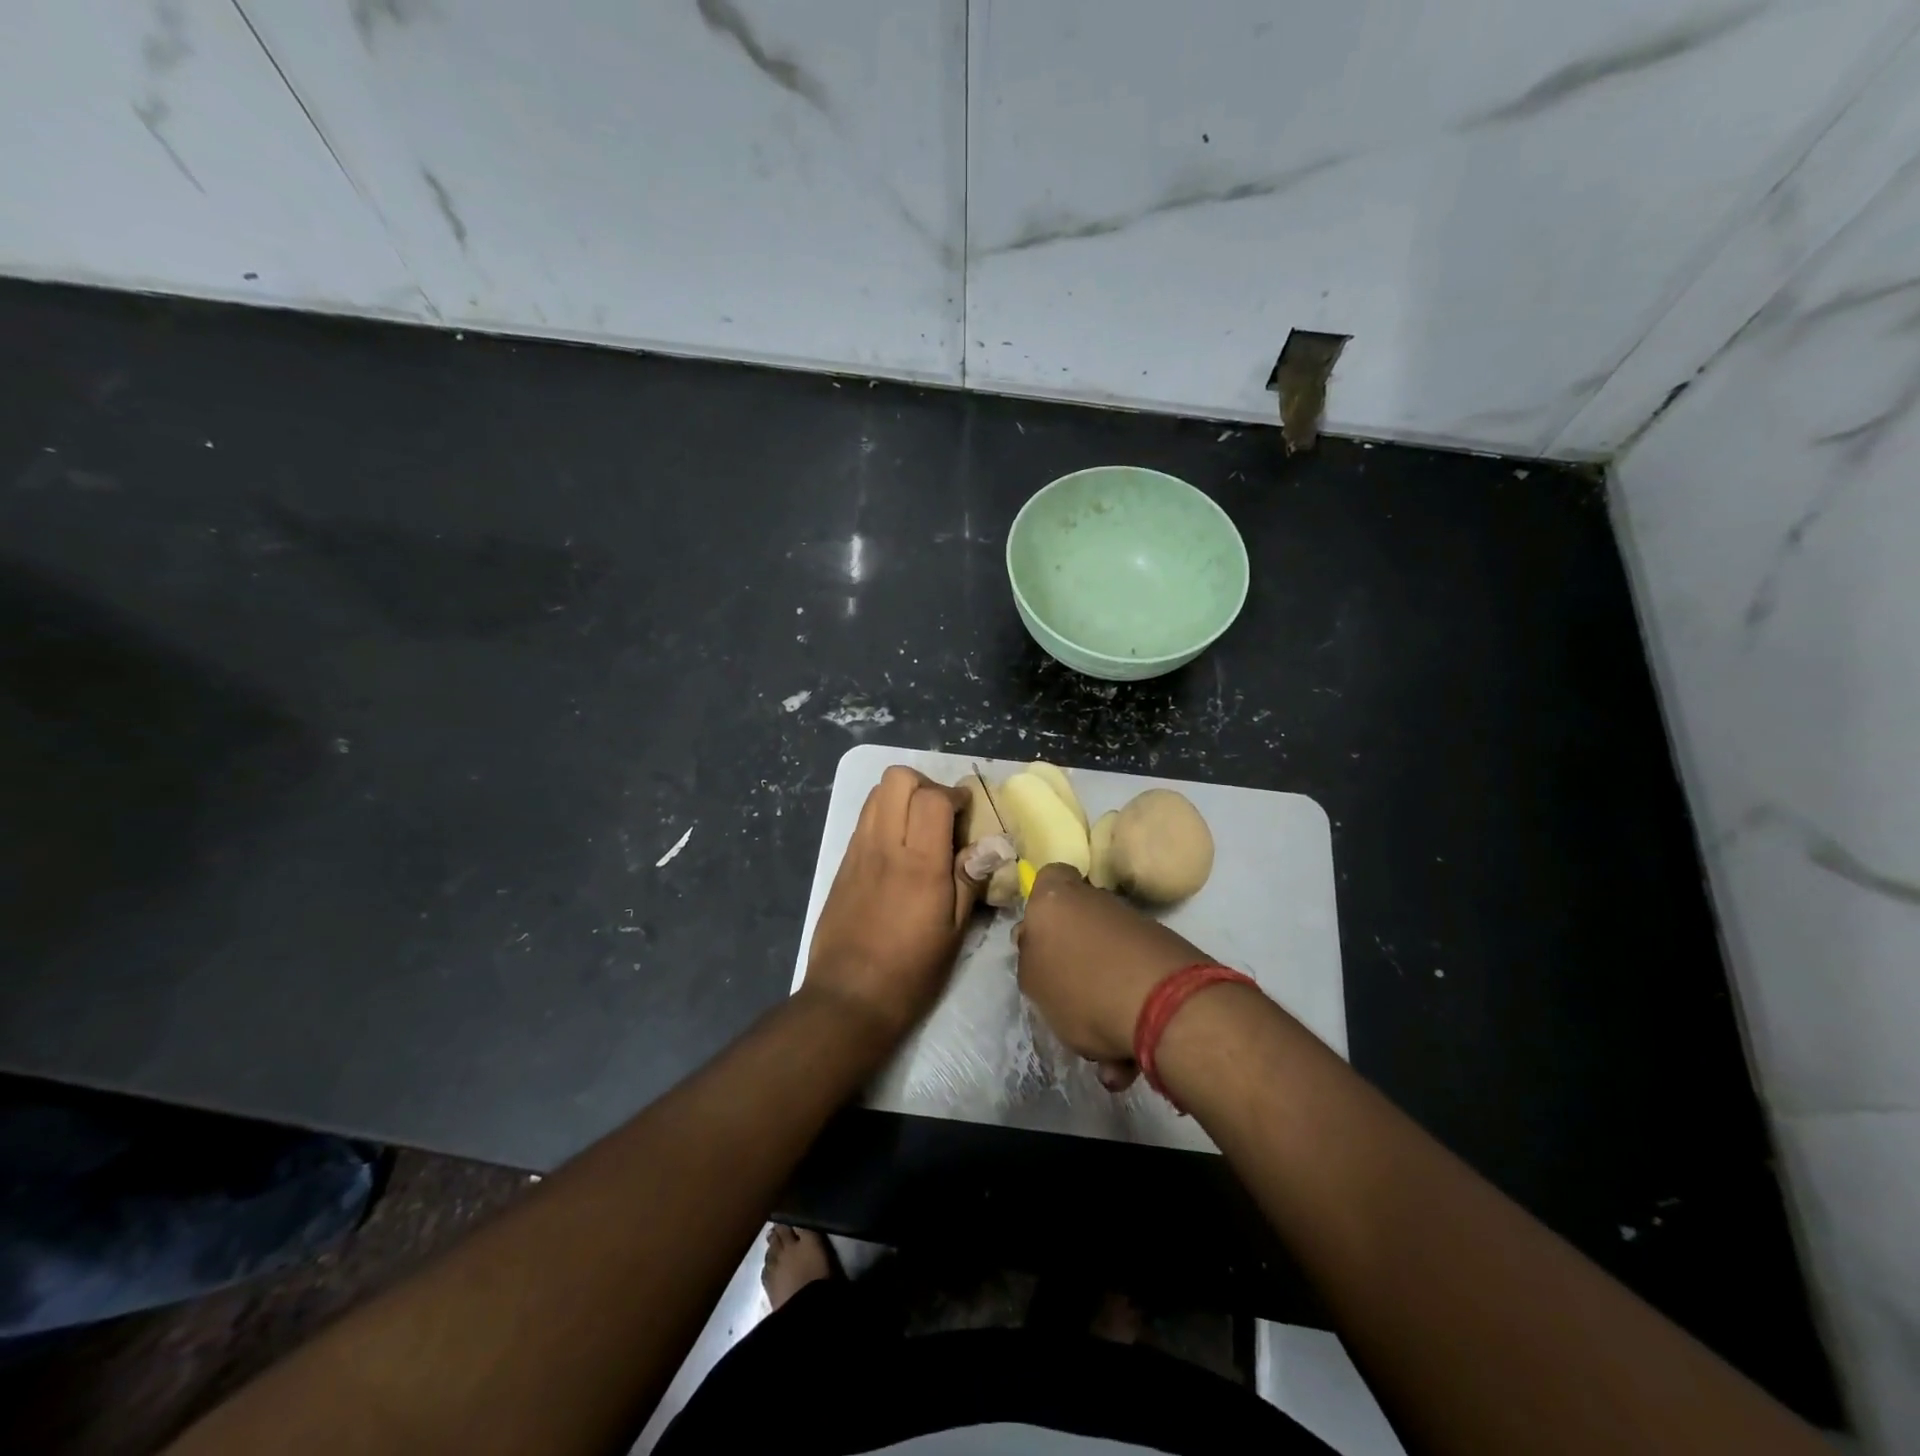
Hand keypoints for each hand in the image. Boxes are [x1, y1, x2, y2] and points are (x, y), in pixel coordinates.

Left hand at [804, 767, 980, 1041]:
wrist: (848, 998)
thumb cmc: (911, 971)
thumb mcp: (954, 931)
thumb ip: (970, 879)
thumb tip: (993, 844)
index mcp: (919, 863)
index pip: (932, 797)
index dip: (955, 794)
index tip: (967, 811)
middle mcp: (884, 846)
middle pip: (897, 778)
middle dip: (925, 785)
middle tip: (942, 814)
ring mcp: (857, 852)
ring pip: (876, 793)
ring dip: (902, 797)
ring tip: (920, 828)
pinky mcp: (842, 864)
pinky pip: (864, 820)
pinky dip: (884, 817)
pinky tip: (898, 850)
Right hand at [1016, 864, 1208, 1087]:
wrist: (1167, 1006)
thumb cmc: (1082, 987)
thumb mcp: (1034, 982)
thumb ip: (1030, 958)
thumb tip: (1036, 943)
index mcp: (1057, 899)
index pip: (1048, 878)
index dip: (1042, 905)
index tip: (1039, 939)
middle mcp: (1098, 903)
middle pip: (1078, 928)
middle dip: (1073, 968)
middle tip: (1065, 1006)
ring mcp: (1136, 928)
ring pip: (1106, 966)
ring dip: (1101, 1006)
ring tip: (1103, 1056)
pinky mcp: (1166, 956)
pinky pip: (1134, 987)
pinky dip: (1128, 1018)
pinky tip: (1126, 1061)